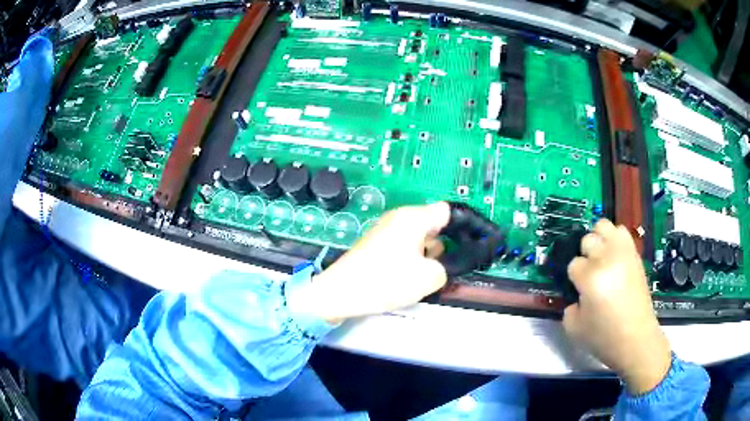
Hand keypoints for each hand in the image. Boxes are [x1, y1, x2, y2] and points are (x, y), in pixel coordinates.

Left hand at [287, 202, 450, 323]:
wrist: (341, 292)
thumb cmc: (385, 281)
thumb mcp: (428, 277)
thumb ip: (447, 267)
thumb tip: (445, 264)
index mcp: (413, 218)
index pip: (448, 212)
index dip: (465, 226)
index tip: (474, 244)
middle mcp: (400, 218)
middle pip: (434, 226)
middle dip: (445, 246)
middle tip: (449, 268)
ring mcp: (387, 231)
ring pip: (420, 239)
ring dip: (428, 256)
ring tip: (425, 278)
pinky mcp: (378, 245)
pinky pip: (405, 247)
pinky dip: (413, 260)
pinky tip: (409, 279)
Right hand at [563, 219, 670, 394]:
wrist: (636, 338)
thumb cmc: (604, 337)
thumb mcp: (574, 328)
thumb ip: (569, 306)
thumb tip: (576, 294)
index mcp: (590, 278)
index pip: (573, 263)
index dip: (574, 278)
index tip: (579, 290)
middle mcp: (607, 259)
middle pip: (588, 239)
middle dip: (585, 255)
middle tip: (590, 273)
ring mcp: (623, 253)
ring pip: (604, 225)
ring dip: (599, 239)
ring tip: (601, 257)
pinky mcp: (635, 254)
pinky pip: (622, 232)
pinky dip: (615, 239)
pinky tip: (614, 257)